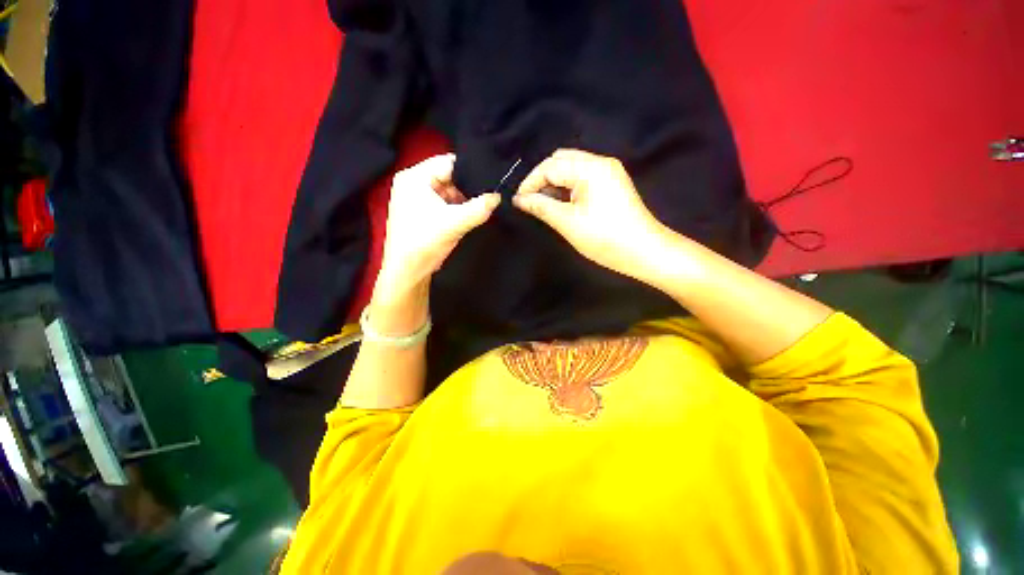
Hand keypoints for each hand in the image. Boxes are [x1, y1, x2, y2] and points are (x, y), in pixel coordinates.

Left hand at [375, 154, 500, 304]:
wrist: (408, 271)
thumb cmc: (425, 242)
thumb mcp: (456, 223)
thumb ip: (479, 208)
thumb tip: (498, 196)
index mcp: (414, 177)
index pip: (447, 163)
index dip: (470, 170)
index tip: (490, 180)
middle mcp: (411, 182)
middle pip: (447, 176)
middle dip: (467, 187)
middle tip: (487, 195)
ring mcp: (414, 197)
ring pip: (446, 190)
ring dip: (462, 199)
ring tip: (479, 206)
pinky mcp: (419, 210)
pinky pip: (442, 201)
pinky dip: (455, 207)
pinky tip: (467, 215)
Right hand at [513, 149, 668, 279]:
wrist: (644, 252)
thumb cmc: (604, 238)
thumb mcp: (568, 223)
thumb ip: (541, 207)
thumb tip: (518, 199)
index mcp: (590, 168)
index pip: (550, 166)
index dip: (531, 182)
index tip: (518, 201)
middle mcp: (600, 162)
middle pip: (561, 160)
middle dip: (542, 179)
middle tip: (531, 202)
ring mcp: (608, 172)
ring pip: (571, 168)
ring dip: (554, 183)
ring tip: (544, 205)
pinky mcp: (611, 183)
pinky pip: (582, 178)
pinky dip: (567, 188)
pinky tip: (561, 203)